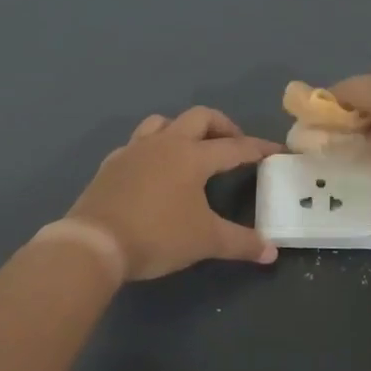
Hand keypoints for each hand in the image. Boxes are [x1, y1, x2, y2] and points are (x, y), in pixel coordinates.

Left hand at [65, 107, 283, 281]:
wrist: (94, 243)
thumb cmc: (157, 236)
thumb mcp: (205, 241)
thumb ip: (241, 243)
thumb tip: (271, 252)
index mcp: (193, 156)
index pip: (234, 146)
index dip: (258, 148)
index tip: (275, 150)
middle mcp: (165, 143)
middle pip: (199, 117)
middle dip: (222, 125)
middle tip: (233, 143)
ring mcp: (135, 150)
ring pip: (163, 122)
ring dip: (183, 129)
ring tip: (192, 149)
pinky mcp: (112, 164)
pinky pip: (137, 144)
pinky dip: (152, 149)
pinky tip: (153, 168)